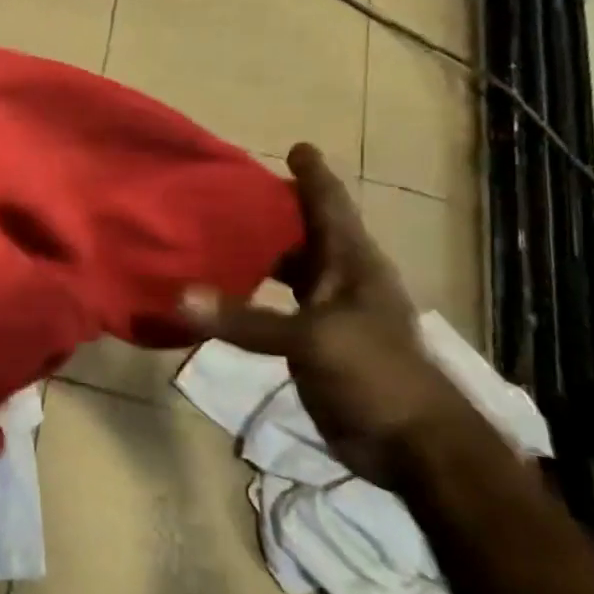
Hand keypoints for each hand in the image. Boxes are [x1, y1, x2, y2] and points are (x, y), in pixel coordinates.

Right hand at [180, 143, 471, 489]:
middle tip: (224, 192)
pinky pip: (271, 308)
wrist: (414, 448)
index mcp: (352, 264)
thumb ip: (245, 318)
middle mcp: (341, 280)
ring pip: (285, 271)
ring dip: (254, 254)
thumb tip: (180, 297)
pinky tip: (216, 295)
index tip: (295, 146)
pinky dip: (245, 297)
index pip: (330, 206)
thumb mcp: (312, 340)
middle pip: (303, 234)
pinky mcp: (311, 344)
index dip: (313, 176)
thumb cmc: (377, 376)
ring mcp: (326, 314)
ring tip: (210, 235)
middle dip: (270, 211)